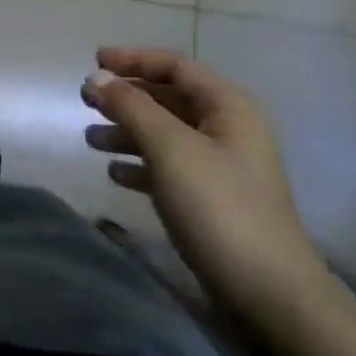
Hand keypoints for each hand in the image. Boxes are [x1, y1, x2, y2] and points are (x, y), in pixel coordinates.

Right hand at [82, 48, 328, 336]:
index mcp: (227, 107)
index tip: (94, 62)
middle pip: (169, 99)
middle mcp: (227, 129)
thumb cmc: (218, 207)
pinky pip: (169, 168)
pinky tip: (115, 175)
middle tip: (85, 101)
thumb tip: (98, 77)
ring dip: (128, 132)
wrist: (269, 295)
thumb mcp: (170, 148)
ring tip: (90, 140)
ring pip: (166, 134)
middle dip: (126, 97)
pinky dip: (140, 165)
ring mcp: (222, 167)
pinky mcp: (213, 201)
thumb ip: (131, 107)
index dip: (133, 59)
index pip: (175, 66)